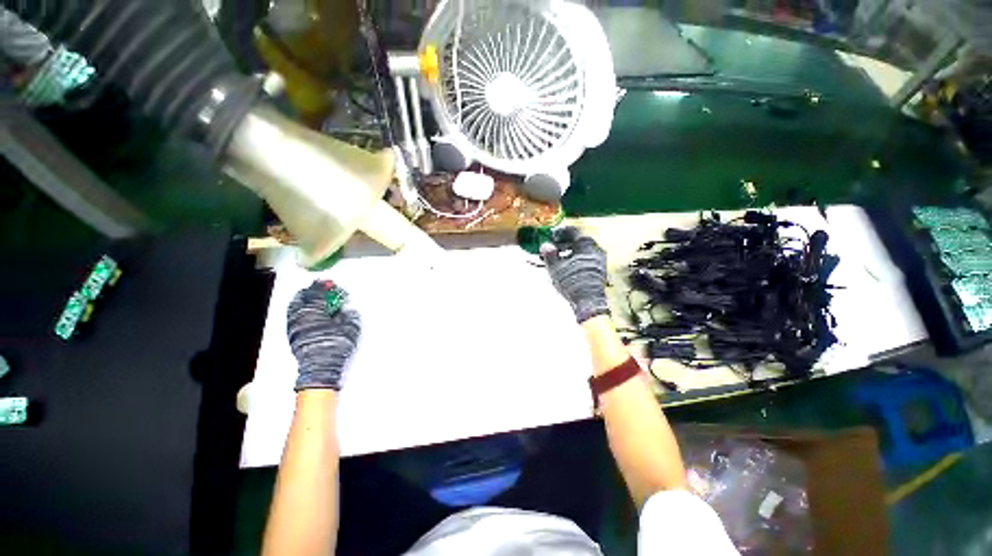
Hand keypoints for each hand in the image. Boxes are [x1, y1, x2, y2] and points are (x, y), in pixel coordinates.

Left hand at [286, 280, 360, 391]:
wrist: (320, 367)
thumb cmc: (336, 344)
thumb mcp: (349, 327)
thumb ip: (349, 315)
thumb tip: (347, 309)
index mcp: (314, 310)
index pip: (317, 293)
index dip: (323, 286)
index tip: (329, 283)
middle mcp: (300, 315)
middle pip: (302, 297)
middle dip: (310, 291)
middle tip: (319, 288)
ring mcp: (294, 325)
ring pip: (295, 307)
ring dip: (303, 300)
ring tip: (312, 299)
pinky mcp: (292, 335)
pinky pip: (293, 316)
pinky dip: (300, 310)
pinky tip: (308, 312)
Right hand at [540, 227, 610, 323]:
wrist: (589, 302)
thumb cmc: (572, 282)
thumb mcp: (556, 267)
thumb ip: (549, 254)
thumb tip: (545, 245)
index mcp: (587, 244)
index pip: (572, 231)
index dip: (559, 233)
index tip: (550, 236)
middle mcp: (595, 250)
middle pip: (576, 242)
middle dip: (561, 245)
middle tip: (550, 250)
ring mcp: (598, 261)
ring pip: (578, 253)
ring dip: (565, 255)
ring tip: (553, 261)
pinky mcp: (597, 272)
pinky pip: (582, 262)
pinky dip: (571, 262)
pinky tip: (562, 269)